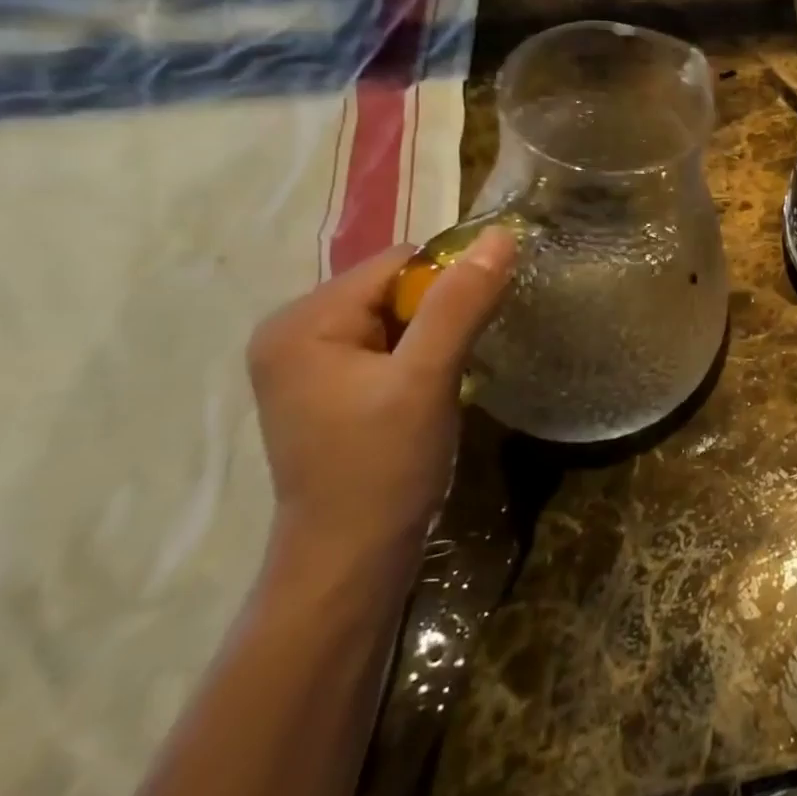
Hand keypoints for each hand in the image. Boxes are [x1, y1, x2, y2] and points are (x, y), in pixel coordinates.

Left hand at [246, 229, 516, 566]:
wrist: (353, 559)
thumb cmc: (383, 467)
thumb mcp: (426, 378)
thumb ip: (461, 303)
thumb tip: (502, 235)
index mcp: (302, 321)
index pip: (398, 264)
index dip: (449, 284)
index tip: (479, 323)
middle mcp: (294, 331)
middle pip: (395, 288)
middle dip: (442, 314)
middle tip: (460, 359)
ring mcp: (309, 362)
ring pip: (398, 317)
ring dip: (436, 336)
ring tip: (448, 378)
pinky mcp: (330, 387)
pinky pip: (389, 344)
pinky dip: (422, 356)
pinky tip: (433, 389)